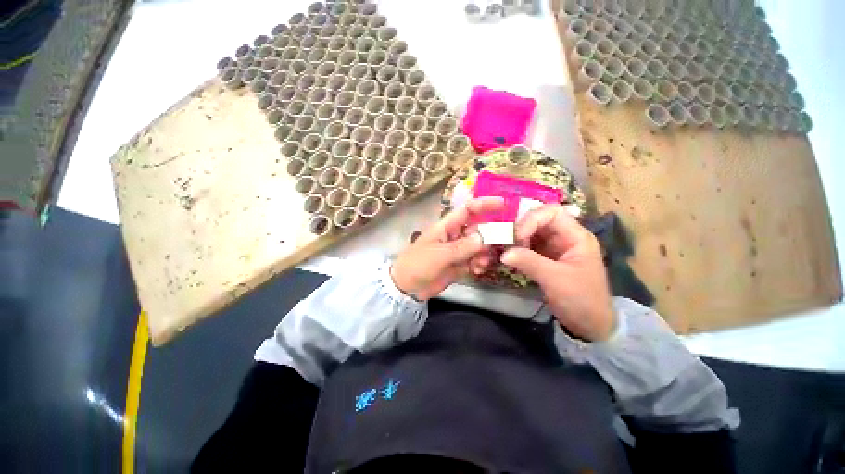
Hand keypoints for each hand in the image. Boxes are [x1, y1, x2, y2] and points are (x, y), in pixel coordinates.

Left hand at [391, 197, 504, 299]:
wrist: (407, 287)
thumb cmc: (417, 264)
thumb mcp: (438, 254)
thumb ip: (461, 247)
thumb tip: (484, 238)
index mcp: (446, 226)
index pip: (467, 210)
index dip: (483, 205)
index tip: (502, 205)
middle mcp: (455, 236)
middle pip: (478, 229)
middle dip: (489, 236)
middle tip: (498, 245)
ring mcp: (458, 251)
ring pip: (480, 246)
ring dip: (485, 253)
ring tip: (481, 263)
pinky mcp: (460, 264)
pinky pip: (476, 261)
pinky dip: (480, 264)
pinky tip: (477, 271)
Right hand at [500, 204, 614, 340]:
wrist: (589, 325)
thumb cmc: (581, 300)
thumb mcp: (556, 280)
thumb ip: (530, 262)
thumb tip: (503, 253)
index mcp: (576, 237)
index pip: (552, 213)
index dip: (532, 219)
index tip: (517, 237)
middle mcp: (564, 237)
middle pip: (538, 220)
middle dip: (520, 228)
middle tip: (505, 242)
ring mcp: (553, 247)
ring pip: (530, 232)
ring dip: (515, 238)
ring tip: (504, 249)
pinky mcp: (544, 258)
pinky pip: (527, 246)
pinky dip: (515, 248)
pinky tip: (507, 255)